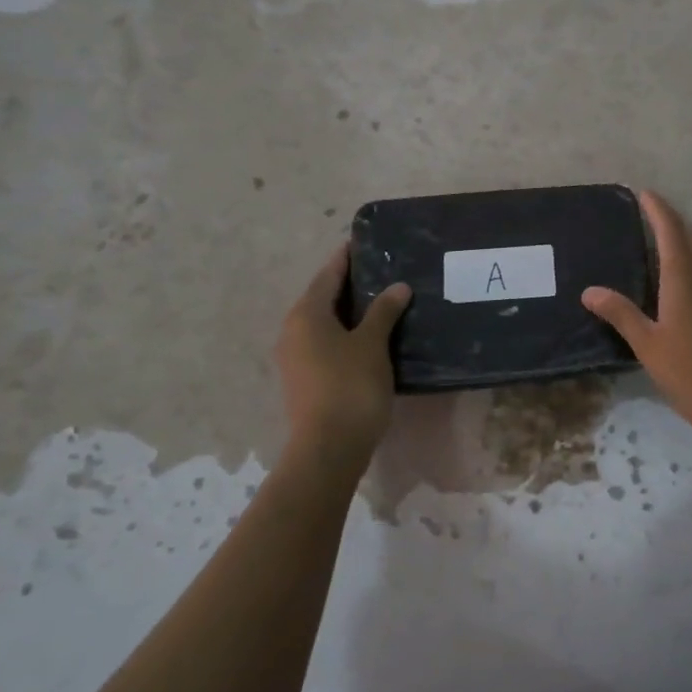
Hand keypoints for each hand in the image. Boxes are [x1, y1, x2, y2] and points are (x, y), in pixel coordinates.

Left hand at [275, 243, 410, 465]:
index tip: (363, 243)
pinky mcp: (304, 379)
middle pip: (323, 298)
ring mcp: (295, 358)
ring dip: (349, 312)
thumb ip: (383, 312)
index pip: (328, 276)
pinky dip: (346, 334)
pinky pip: (325, 344)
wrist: (328, 447)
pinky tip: (370, 338)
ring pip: (324, 324)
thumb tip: (398, 287)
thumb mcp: (372, 344)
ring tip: (382, 303)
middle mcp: (293, 331)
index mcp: (306, 315)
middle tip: (382, 272)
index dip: (346, 259)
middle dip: (349, 285)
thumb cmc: (350, 386)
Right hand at [582, 190, 691, 445]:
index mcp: (685, 280)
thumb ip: (620, 314)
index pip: (672, 231)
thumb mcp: (647, 344)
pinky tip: (680, 298)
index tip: (645, 193)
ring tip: (663, 262)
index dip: (658, 209)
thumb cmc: (689, 373)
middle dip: (682, 225)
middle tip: (654, 232)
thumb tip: (590, 291)